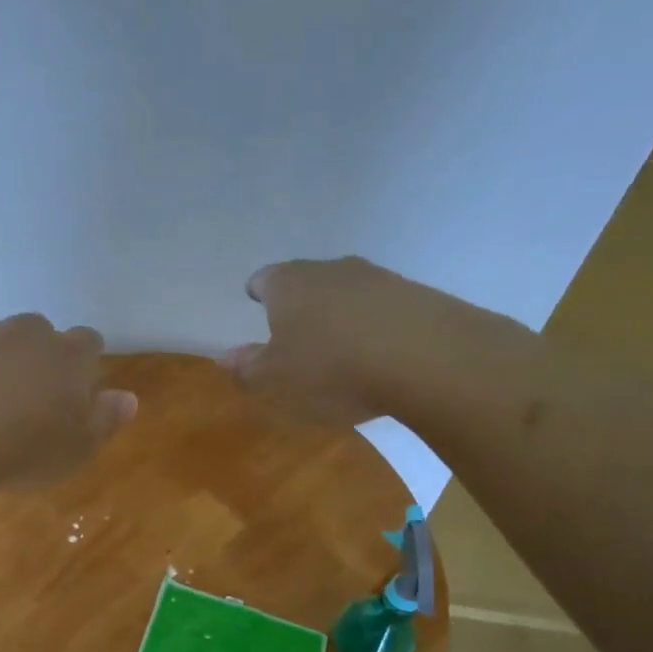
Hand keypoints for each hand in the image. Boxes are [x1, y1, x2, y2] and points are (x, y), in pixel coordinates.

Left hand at [0, 315, 136, 486]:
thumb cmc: (24, 450)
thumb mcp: (78, 449)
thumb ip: (106, 420)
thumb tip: (128, 398)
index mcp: (67, 355)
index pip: (88, 342)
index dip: (84, 362)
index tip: (76, 389)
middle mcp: (24, 333)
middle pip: (38, 331)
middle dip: (36, 355)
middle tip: (28, 395)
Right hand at [227, 256, 529, 425]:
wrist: (427, 358)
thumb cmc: (330, 369)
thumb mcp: (275, 381)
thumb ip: (247, 368)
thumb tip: (225, 357)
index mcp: (288, 284)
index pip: (264, 279)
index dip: (258, 292)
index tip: (256, 301)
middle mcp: (331, 269)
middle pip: (307, 282)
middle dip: (300, 304)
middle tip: (296, 333)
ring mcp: (379, 278)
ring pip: (348, 294)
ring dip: (341, 315)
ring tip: (340, 350)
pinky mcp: (418, 297)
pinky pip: (384, 311)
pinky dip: (375, 328)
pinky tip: (379, 357)